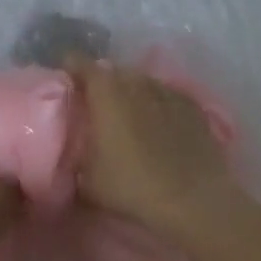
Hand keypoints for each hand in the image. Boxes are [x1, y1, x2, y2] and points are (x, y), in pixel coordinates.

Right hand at [69, 56, 237, 237]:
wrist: (195, 199)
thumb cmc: (133, 185)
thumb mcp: (88, 181)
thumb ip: (74, 157)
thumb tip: (68, 153)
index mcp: (104, 89)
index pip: (77, 61)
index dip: (68, 70)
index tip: (64, 88)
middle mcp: (134, 79)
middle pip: (110, 71)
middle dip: (100, 85)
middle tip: (95, 111)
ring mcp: (165, 88)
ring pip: (139, 82)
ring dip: (130, 94)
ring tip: (128, 120)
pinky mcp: (191, 104)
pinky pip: (164, 96)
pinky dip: (156, 106)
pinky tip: (159, 129)